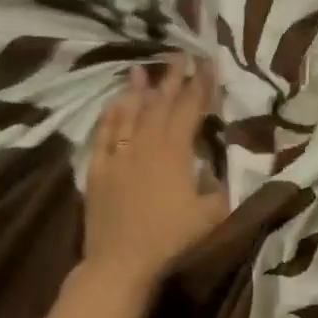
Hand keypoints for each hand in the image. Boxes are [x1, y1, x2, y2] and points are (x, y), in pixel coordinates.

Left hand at [82, 57, 229, 293]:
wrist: (120, 262)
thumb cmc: (171, 238)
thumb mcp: (211, 215)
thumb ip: (220, 187)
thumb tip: (220, 169)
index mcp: (175, 150)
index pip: (191, 109)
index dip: (200, 85)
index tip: (207, 63)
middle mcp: (146, 144)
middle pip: (160, 104)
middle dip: (172, 78)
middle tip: (178, 55)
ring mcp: (118, 155)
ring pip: (129, 114)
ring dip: (137, 91)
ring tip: (141, 69)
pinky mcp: (97, 170)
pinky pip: (103, 135)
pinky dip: (109, 117)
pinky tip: (112, 105)